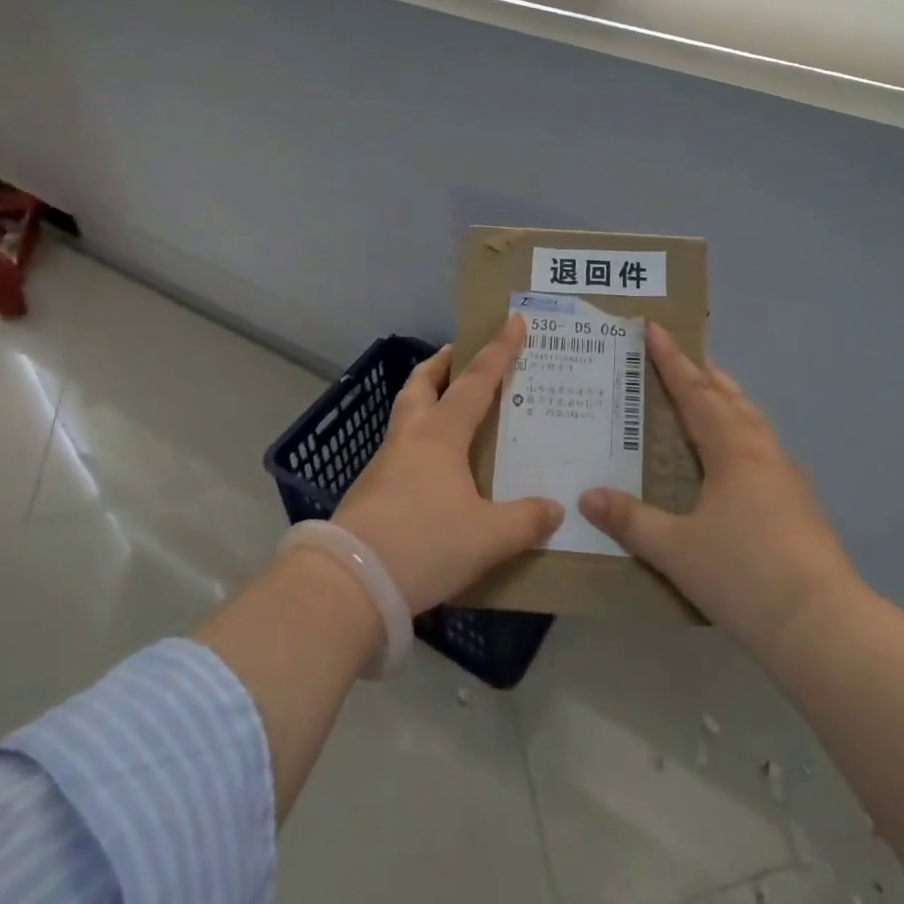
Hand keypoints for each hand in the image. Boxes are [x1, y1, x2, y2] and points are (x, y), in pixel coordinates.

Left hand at [334, 315, 562, 614]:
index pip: (476, 381)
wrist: (349, 582)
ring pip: (405, 414)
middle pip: (421, 384)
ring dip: (424, 399)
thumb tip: (554, 509)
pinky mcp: (369, 491)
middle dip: (441, 365)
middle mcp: (410, 437)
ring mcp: (384, 463)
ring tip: (448, 408)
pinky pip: (399, 449)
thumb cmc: (424, 544)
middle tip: (458, 355)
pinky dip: (418, 441)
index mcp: (441, 434)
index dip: (498, 351)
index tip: (513, 320)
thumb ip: (525, 521)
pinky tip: (432, 468)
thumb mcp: (487, 537)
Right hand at [579, 323, 862, 662]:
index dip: (671, 360)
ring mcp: (786, 476)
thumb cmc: (743, 575)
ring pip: (752, 420)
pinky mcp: (799, 502)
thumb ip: (630, 521)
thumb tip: (587, 496)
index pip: (695, 392)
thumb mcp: (675, 549)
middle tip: (680, 355)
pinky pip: (762, 446)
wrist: (822, 625)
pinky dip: (741, 431)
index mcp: (732, 449)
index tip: (654, 328)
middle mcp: (761, 451)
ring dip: (727, 399)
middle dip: (703, 373)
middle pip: (729, 397)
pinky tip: (735, 457)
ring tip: (709, 392)